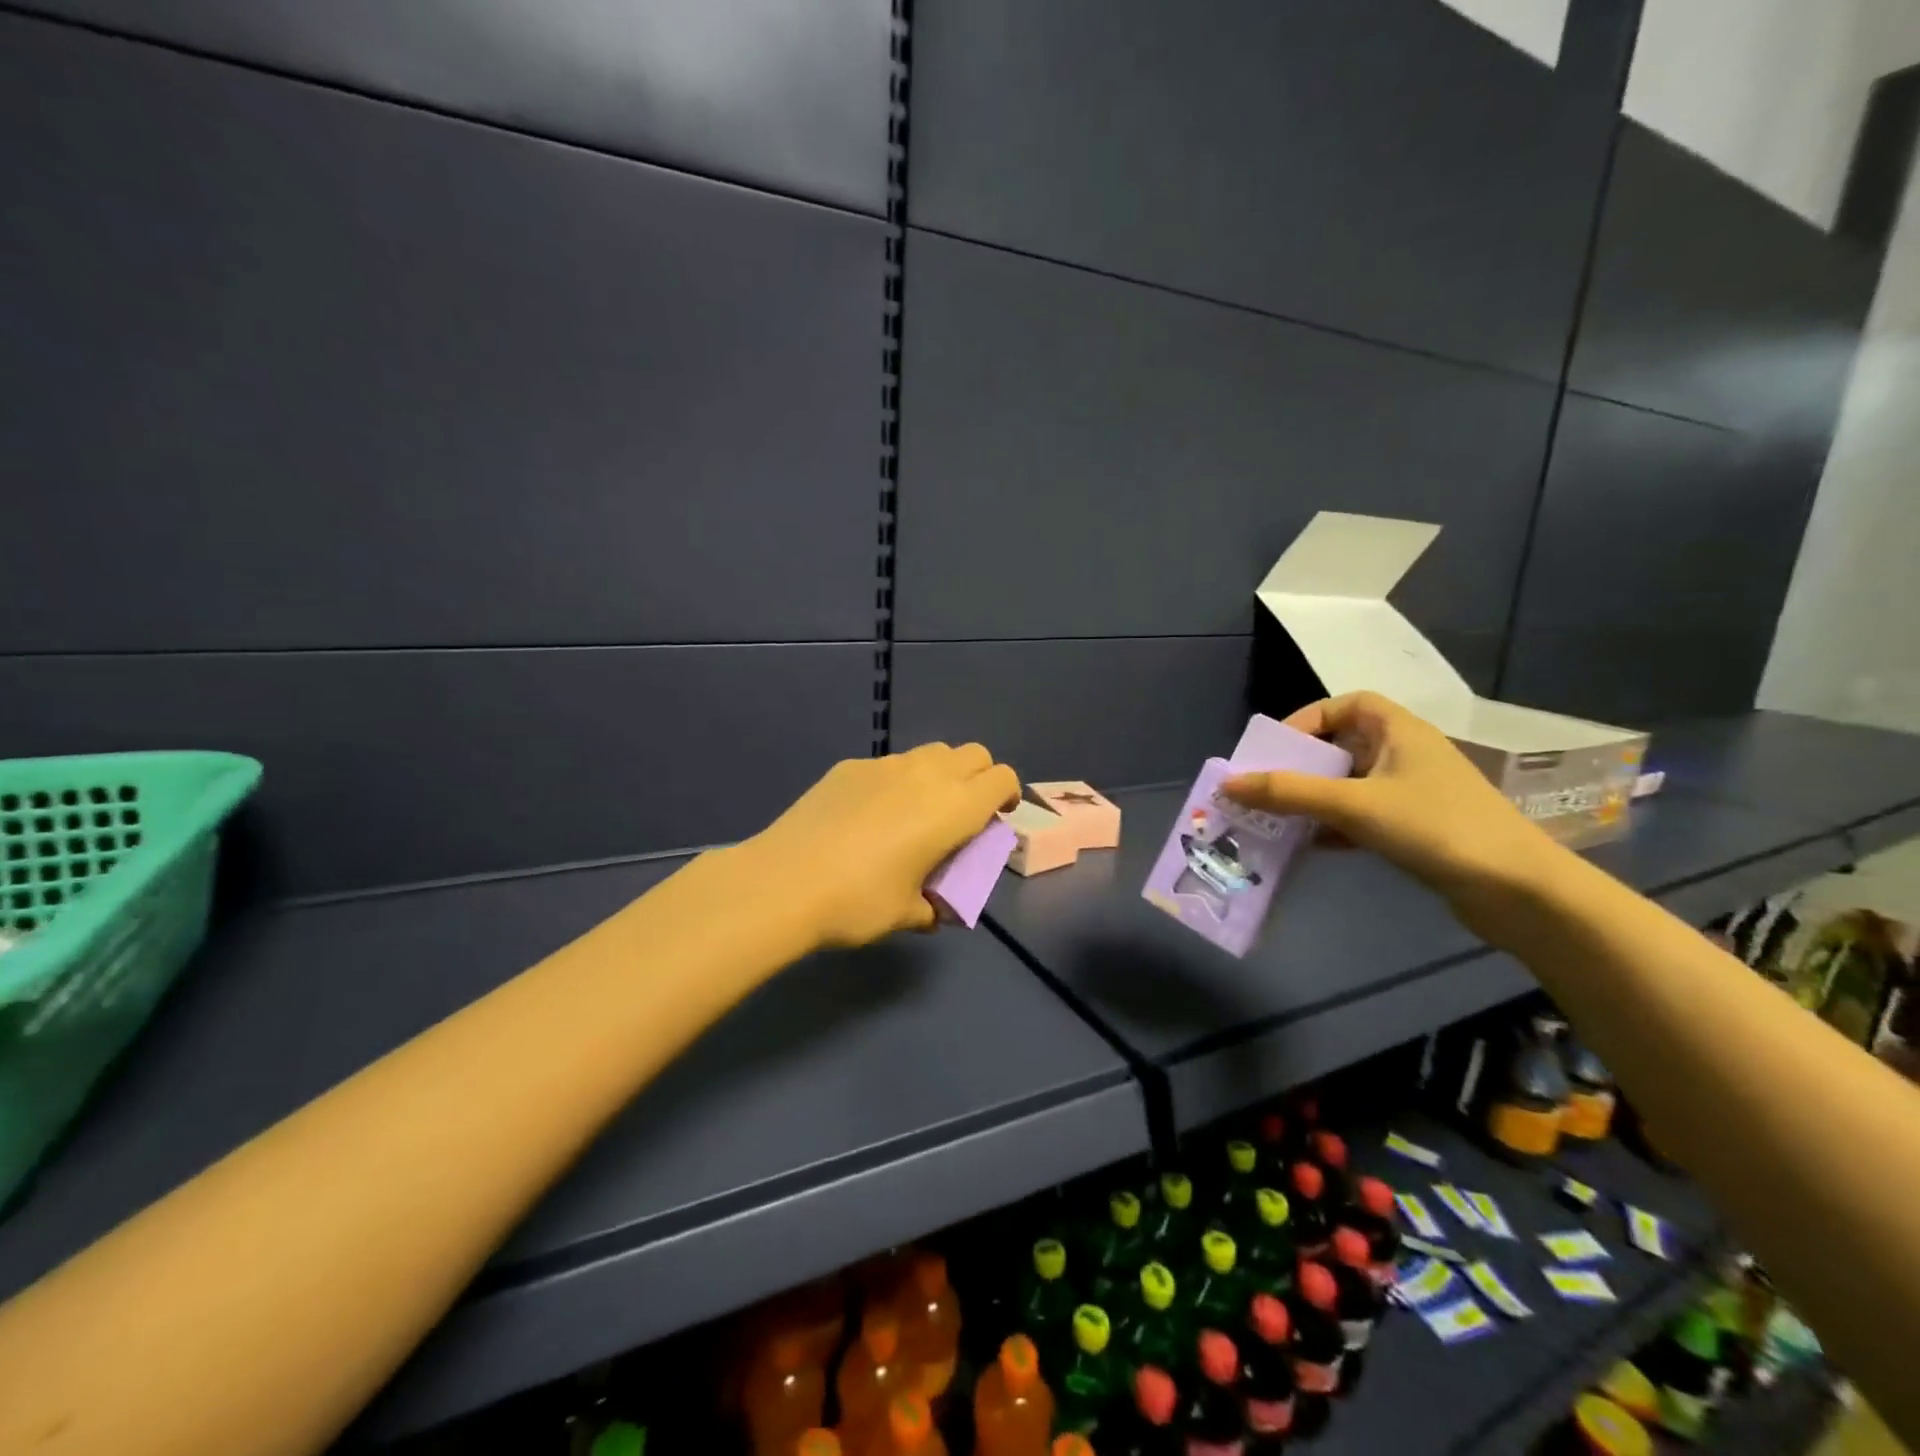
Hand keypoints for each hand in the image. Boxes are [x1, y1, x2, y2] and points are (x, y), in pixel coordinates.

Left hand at [736, 743, 1020, 949]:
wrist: (785, 882)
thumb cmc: (859, 901)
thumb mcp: (908, 913)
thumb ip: (933, 906)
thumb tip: (934, 909)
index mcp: (955, 807)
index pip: (1002, 778)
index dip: (1006, 796)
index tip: (994, 820)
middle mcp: (927, 774)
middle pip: (973, 754)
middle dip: (978, 778)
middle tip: (961, 814)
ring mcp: (886, 764)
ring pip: (931, 753)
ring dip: (939, 774)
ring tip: (916, 812)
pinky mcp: (850, 766)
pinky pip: (889, 764)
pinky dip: (896, 781)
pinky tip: (868, 816)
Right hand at [1222, 693, 1564, 928]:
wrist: (1518, 891)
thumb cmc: (1434, 827)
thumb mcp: (1353, 805)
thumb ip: (1288, 792)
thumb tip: (1227, 783)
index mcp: (1400, 731)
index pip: (1348, 704)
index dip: (1308, 719)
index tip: (1276, 748)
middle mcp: (1407, 753)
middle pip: (1343, 746)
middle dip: (1302, 765)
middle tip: (1265, 787)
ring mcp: (1415, 792)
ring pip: (1351, 784)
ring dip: (1314, 799)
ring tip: (1277, 818)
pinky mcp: (1418, 828)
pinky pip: (1363, 815)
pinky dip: (1335, 826)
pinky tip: (1312, 846)